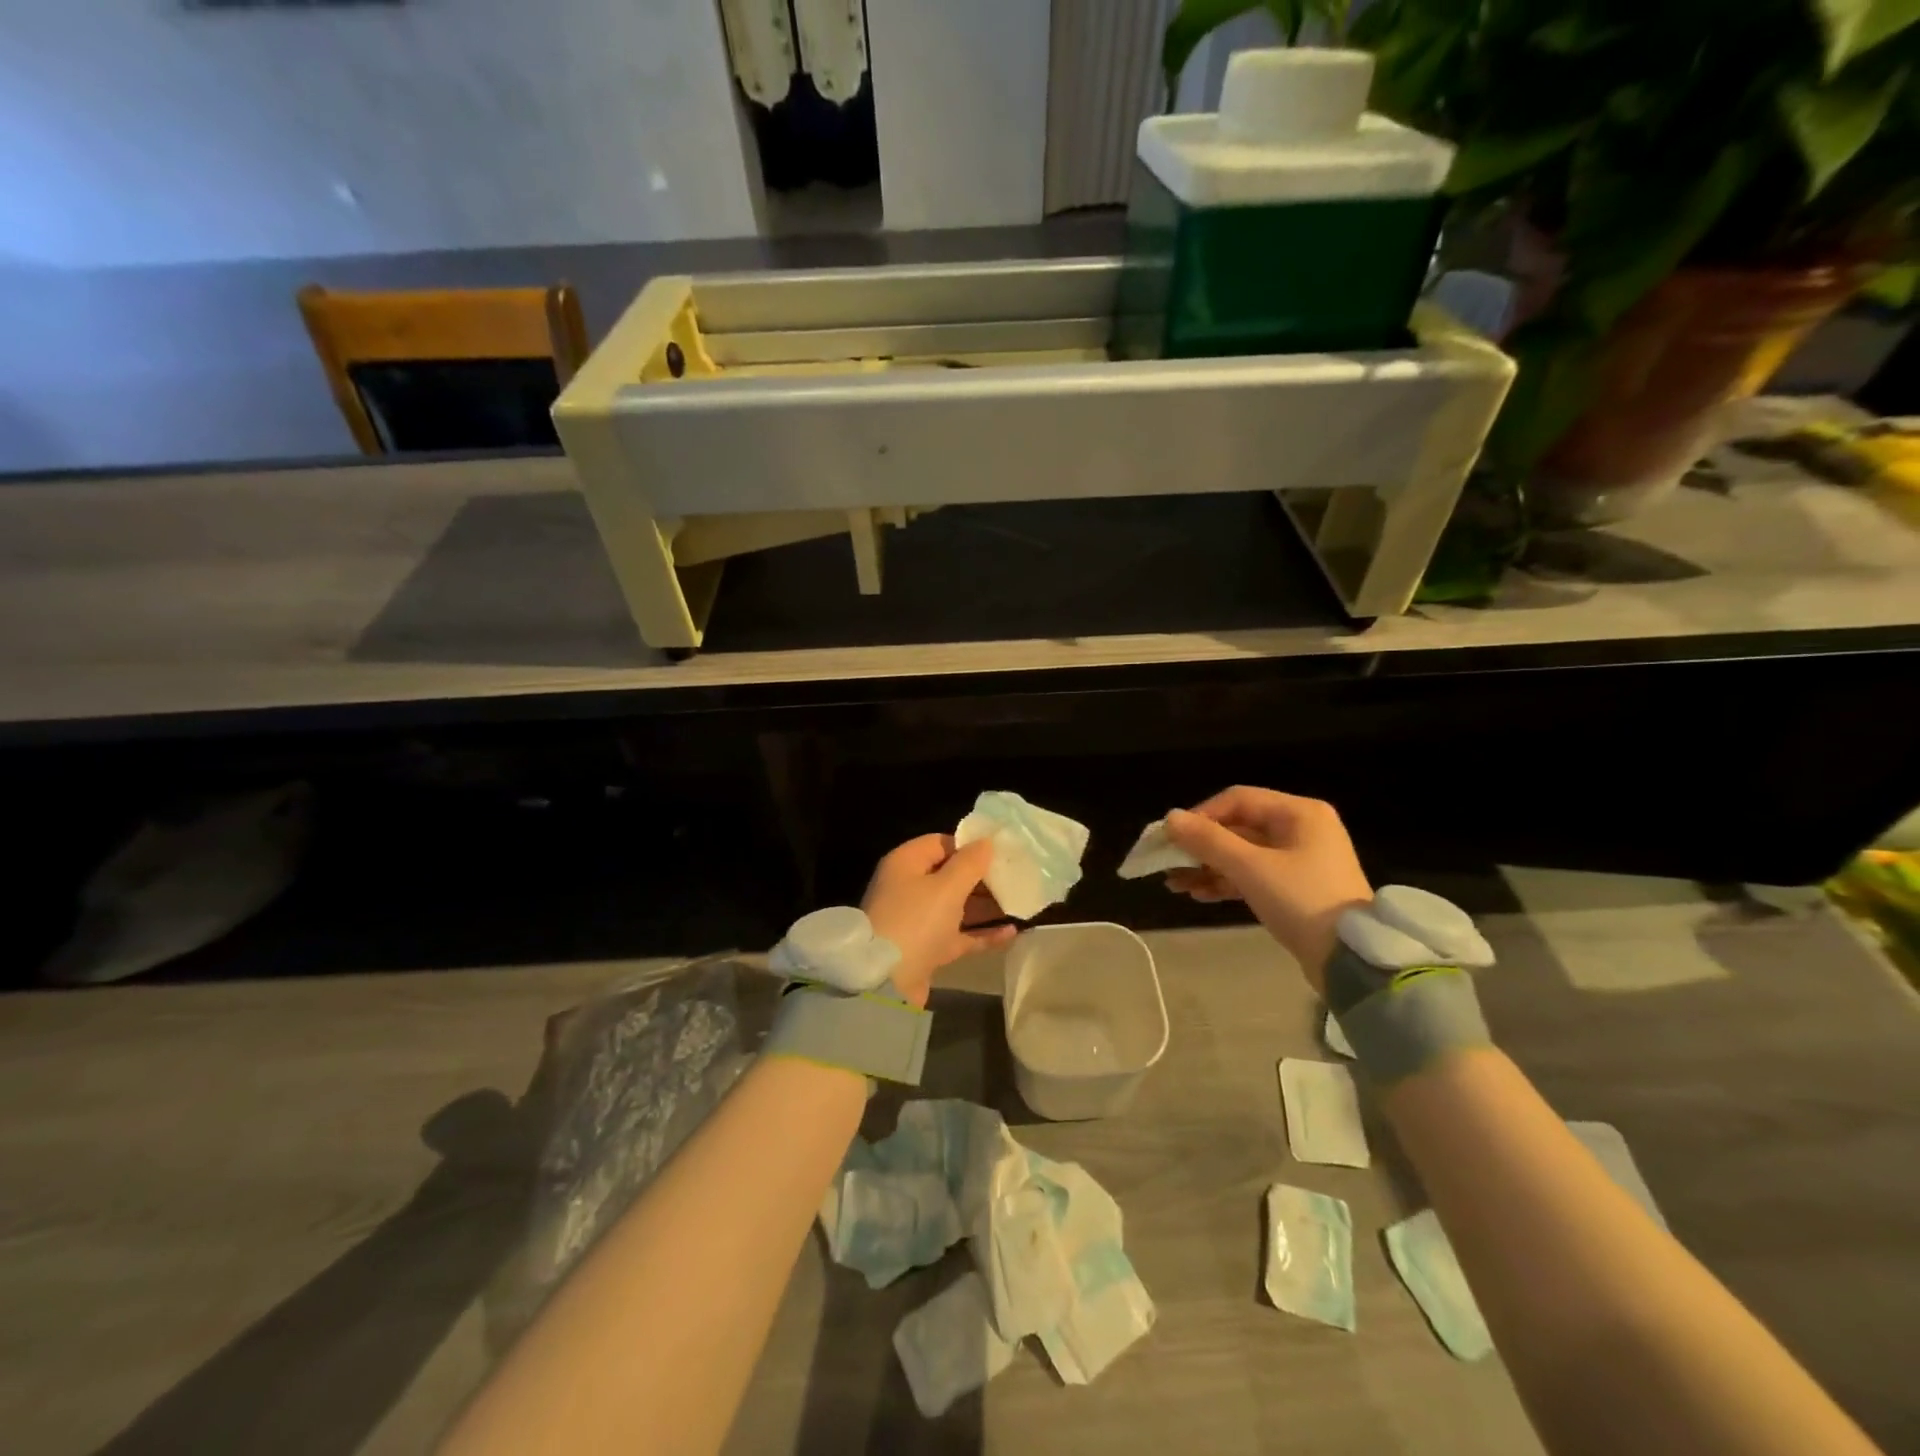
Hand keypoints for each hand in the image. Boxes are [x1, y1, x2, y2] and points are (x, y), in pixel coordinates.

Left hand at [862, 835, 1016, 1007]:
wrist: (886, 982)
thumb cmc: (916, 921)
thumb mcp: (947, 887)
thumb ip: (970, 863)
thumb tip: (986, 842)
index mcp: (906, 863)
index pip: (941, 843)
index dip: (970, 846)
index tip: (1000, 853)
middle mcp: (909, 888)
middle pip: (950, 875)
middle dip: (982, 878)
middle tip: (1015, 879)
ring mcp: (917, 920)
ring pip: (957, 906)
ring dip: (985, 906)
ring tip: (1019, 903)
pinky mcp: (927, 948)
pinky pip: (959, 934)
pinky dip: (982, 933)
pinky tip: (1012, 932)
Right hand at [1164, 787, 1372, 988]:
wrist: (1351, 961)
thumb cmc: (1303, 901)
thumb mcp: (1251, 868)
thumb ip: (1208, 841)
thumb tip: (1170, 818)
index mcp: (1299, 813)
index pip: (1237, 799)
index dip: (1200, 815)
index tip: (1172, 838)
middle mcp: (1301, 829)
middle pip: (1237, 827)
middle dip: (1200, 847)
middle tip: (1167, 864)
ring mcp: (1299, 860)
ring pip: (1241, 854)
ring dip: (1207, 867)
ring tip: (1175, 885)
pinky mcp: (1295, 888)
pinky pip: (1252, 875)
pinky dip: (1226, 882)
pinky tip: (1198, 894)